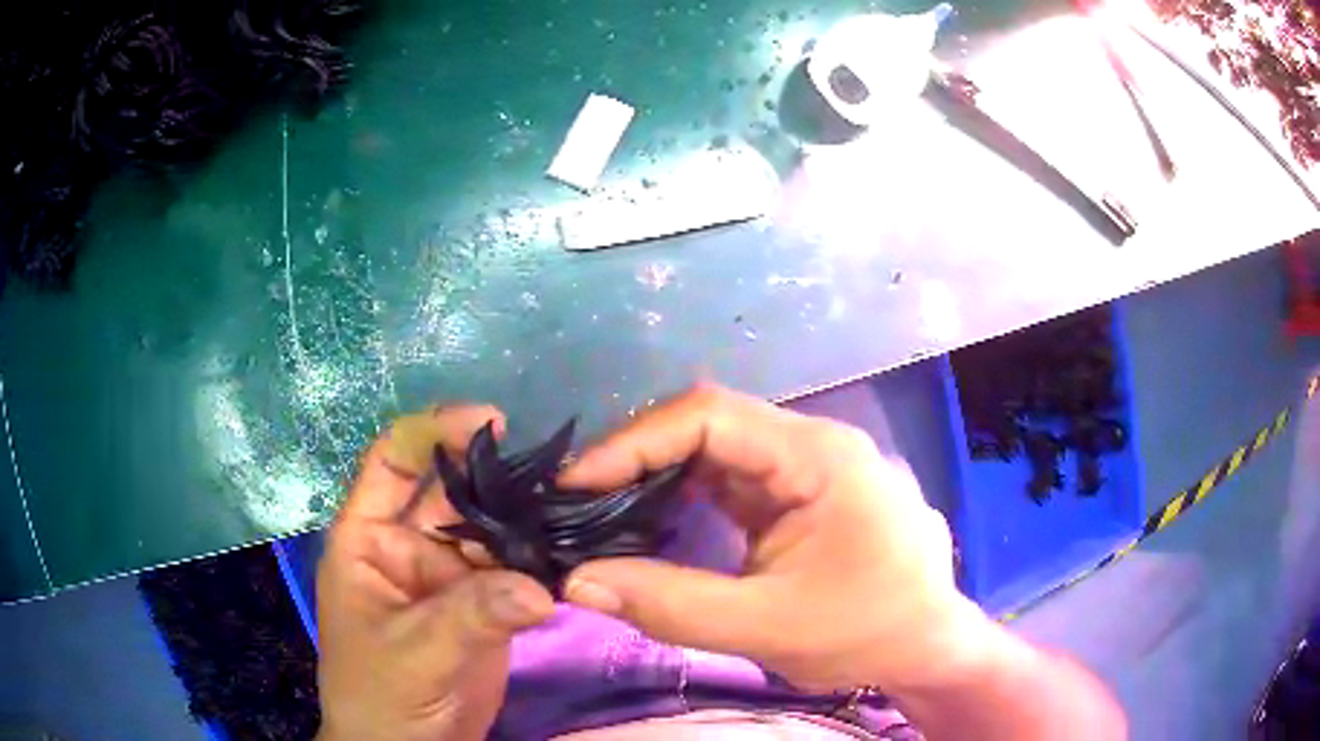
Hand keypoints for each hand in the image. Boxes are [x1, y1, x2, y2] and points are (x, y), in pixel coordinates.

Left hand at [316, 405, 555, 740]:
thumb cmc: (381, 695)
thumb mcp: (414, 652)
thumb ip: (471, 614)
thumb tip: (539, 587)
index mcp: (369, 537)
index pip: (393, 460)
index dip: (434, 431)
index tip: (491, 422)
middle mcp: (409, 545)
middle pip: (453, 491)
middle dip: (498, 476)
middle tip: (557, 468)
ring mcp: (449, 575)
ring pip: (491, 530)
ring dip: (528, 520)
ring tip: (577, 505)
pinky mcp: (483, 604)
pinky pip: (514, 570)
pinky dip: (542, 562)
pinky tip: (575, 550)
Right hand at [557, 383, 990, 693]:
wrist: (927, 644)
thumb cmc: (867, 632)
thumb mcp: (768, 626)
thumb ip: (669, 605)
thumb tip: (576, 583)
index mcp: (818, 456)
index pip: (710, 417)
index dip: (634, 443)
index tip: (574, 483)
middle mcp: (812, 443)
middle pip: (710, 425)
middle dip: (638, 456)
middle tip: (578, 498)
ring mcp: (807, 467)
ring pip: (716, 451)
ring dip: (657, 476)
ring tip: (600, 508)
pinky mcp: (799, 493)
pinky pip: (730, 479)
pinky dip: (683, 496)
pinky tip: (651, 521)